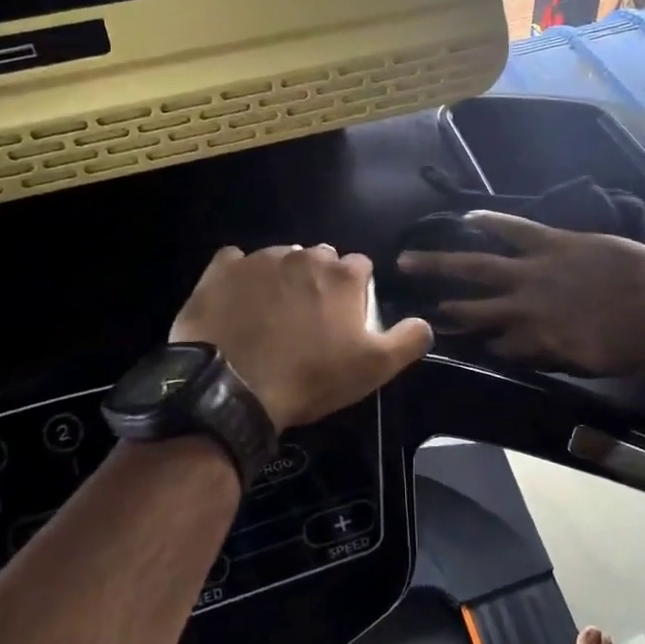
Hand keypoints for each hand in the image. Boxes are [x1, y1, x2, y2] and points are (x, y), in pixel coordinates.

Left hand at [171, 245, 433, 428]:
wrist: (233, 387)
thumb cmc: (310, 377)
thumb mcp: (374, 368)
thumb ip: (408, 340)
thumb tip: (424, 323)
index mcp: (342, 275)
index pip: (360, 267)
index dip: (356, 291)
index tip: (346, 317)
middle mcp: (302, 256)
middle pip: (319, 259)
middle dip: (320, 280)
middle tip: (310, 318)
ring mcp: (259, 260)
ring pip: (279, 259)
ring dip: (282, 278)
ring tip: (272, 314)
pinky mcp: (220, 270)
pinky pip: (234, 262)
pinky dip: (239, 277)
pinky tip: (237, 302)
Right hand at [396, 213, 644, 375]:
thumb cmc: (633, 345)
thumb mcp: (585, 359)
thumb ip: (547, 350)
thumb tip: (511, 347)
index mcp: (536, 337)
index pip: (494, 341)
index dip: (473, 340)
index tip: (449, 337)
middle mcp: (525, 306)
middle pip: (473, 305)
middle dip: (441, 302)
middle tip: (407, 301)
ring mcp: (538, 271)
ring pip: (480, 266)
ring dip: (444, 264)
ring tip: (412, 259)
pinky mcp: (556, 243)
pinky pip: (516, 230)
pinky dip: (491, 223)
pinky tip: (467, 218)